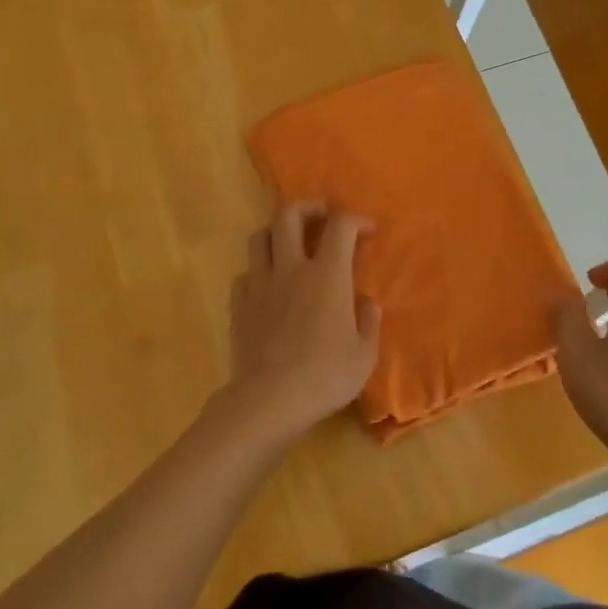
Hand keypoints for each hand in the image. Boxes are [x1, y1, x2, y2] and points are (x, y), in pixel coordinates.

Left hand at [213, 203, 380, 451]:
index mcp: (328, 276)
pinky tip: (268, 286)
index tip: (367, 230)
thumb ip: (368, 322)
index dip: (356, 219)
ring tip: (290, 244)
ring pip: (259, 237)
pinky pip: (245, 274)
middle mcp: (292, 269)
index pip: (340, 226)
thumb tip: (367, 303)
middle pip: (289, 215)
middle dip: (308, 208)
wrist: (270, 400)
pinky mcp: (239, 306)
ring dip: (276, 232)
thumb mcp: (364, 354)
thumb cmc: (326, 376)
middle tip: (321, 218)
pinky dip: (258, 271)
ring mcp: (260, 285)